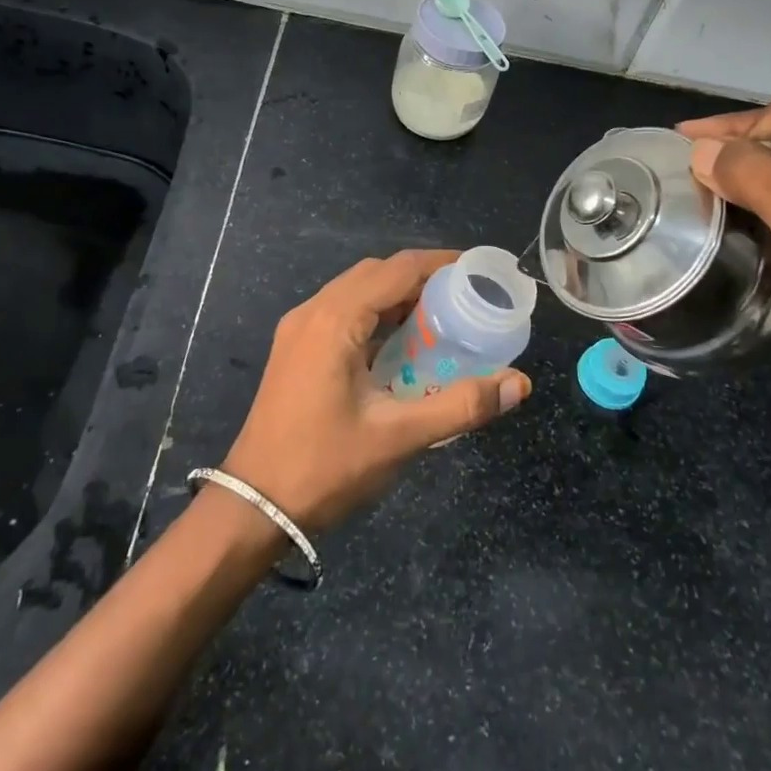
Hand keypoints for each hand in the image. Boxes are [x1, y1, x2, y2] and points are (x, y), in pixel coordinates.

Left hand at [222, 249, 531, 530]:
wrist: (252, 507)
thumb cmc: (324, 467)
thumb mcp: (398, 437)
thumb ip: (461, 406)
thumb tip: (518, 384)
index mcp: (336, 320)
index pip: (397, 269)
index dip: (440, 263)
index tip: (477, 271)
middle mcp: (314, 312)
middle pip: (376, 273)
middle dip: (421, 277)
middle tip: (464, 297)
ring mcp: (299, 329)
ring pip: (356, 291)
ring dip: (397, 295)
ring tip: (440, 316)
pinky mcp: (295, 349)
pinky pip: (342, 312)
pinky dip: (376, 314)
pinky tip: (399, 343)